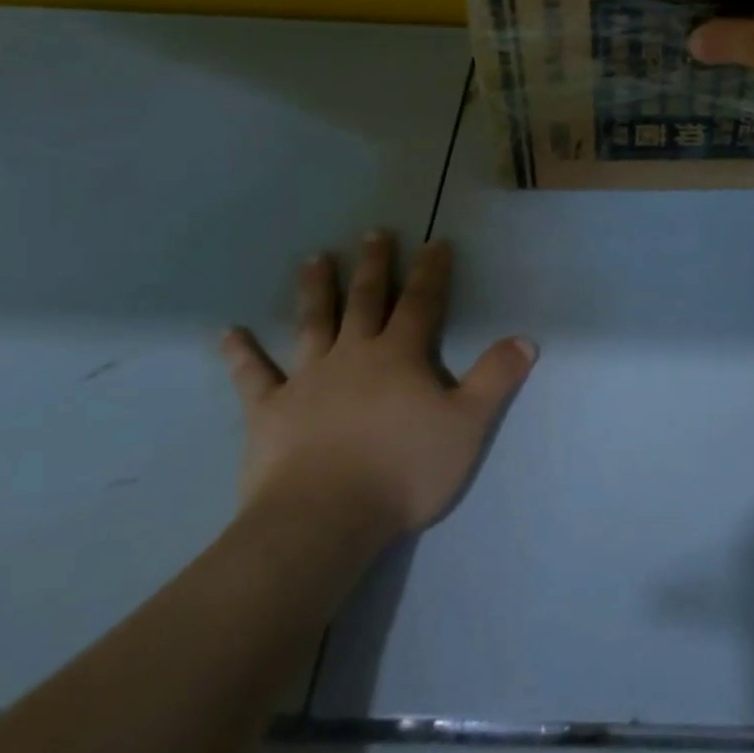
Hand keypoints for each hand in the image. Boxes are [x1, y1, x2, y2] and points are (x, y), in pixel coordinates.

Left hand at [221, 234, 536, 544]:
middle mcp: (354, 354)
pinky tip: (228, 333)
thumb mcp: (467, 425)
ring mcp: (307, 379)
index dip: (431, 271)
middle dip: (374, 266)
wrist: (325, 518)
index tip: (435, 242)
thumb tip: (525, 340)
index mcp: (400, 355)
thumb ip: (495, 379)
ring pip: (313, 323)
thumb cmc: (403, 470)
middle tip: (373, 234)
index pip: (422, 302)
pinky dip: (241, 354)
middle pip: (366, 300)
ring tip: (313, 259)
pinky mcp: (270, 411)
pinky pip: (253, 376)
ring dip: (315, 290)